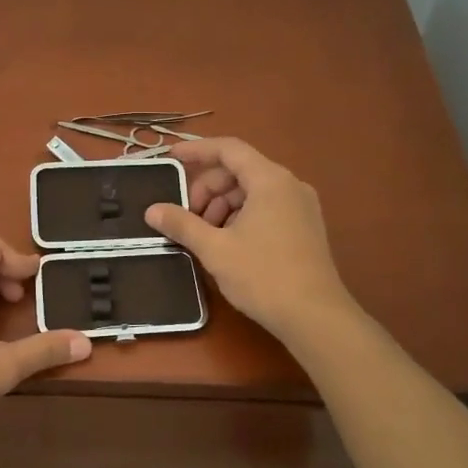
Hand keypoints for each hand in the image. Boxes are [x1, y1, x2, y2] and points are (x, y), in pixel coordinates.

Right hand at [145, 139, 357, 340]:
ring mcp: (301, 206)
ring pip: (251, 191)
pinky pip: (266, 207)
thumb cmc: (263, 276)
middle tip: (186, 217)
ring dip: (222, 206)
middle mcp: (289, 185)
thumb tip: (152, 211)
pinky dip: (240, 216)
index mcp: (270, 180)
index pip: (229, 149)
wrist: (315, 318)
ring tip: (204, 235)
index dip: (197, 150)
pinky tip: (227, 244)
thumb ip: (182, 224)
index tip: (171, 158)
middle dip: (207, 189)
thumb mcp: (215, 249)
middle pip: (239, 171)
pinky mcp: (305, 228)